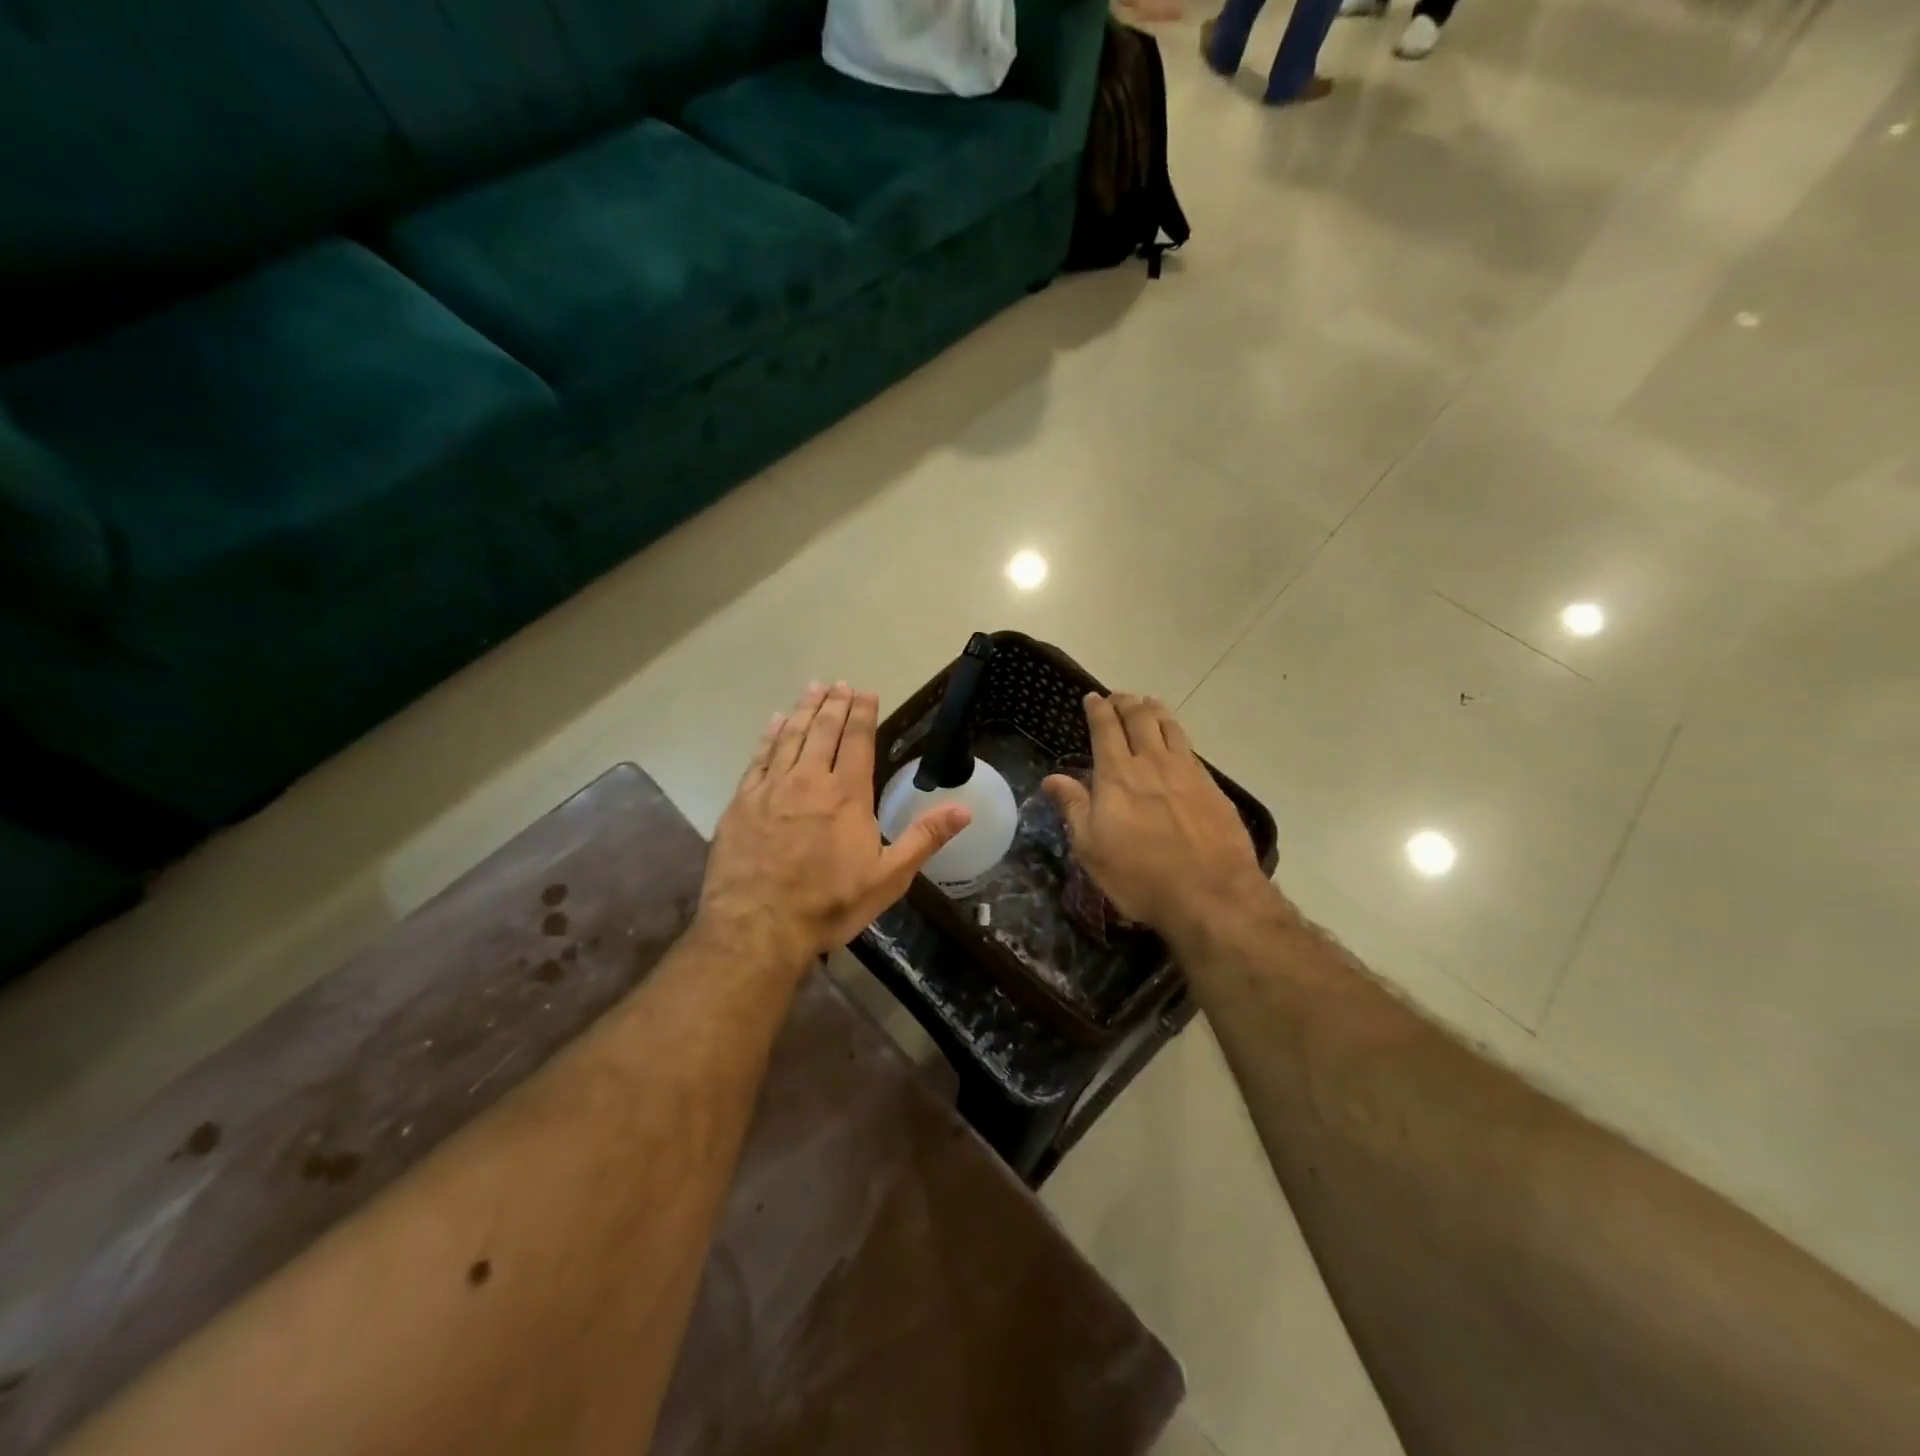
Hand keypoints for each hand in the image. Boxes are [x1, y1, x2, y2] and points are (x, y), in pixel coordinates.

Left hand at [697, 682, 971, 970]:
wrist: (758, 926)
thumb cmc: (829, 904)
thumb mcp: (888, 878)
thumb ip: (924, 839)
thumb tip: (964, 809)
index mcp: (847, 795)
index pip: (858, 742)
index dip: (863, 714)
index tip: (866, 692)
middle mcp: (809, 781)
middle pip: (823, 731)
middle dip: (834, 704)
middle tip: (839, 683)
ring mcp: (772, 789)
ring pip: (790, 737)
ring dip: (803, 710)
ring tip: (812, 688)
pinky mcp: (742, 802)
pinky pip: (758, 758)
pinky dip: (769, 736)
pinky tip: (774, 722)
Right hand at [1043, 693, 1268, 944]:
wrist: (1211, 893)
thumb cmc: (1139, 875)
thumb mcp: (1091, 848)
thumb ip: (1074, 807)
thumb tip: (1052, 778)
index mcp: (1118, 775)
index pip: (1105, 729)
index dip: (1098, 709)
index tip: (1093, 697)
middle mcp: (1153, 763)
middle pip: (1140, 719)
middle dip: (1126, 702)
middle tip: (1119, 696)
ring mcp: (1187, 772)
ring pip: (1170, 727)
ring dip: (1155, 710)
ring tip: (1148, 703)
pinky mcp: (1212, 787)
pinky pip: (1190, 748)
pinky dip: (1178, 735)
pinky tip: (1177, 741)